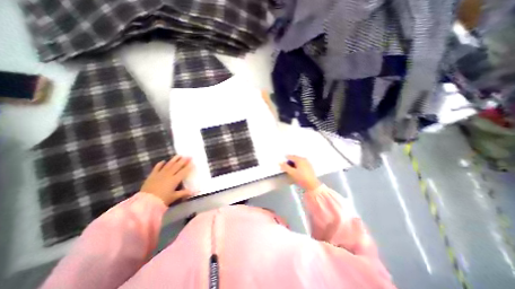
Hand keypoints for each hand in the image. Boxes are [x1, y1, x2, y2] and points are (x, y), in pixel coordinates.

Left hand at [140, 156, 193, 205]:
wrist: (145, 202)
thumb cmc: (162, 200)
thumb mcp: (174, 197)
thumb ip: (183, 193)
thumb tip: (192, 192)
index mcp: (175, 180)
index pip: (184, 171)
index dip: (189, 167)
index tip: (193, 162)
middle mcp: (169, 175)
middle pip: (177, 166)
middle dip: (184, 160)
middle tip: (188, 156)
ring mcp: (160, 174)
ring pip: (169, 164)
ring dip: (174, 159)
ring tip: (179, 155)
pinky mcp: (152, 175)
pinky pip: (157, 167)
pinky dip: (160, 164)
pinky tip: (163, 161)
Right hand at [280, 155, 320, 190]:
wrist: (312, 185)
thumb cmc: (301, 178)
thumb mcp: (292, 173)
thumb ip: (285, 167)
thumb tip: (280, 162)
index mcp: (299, 159)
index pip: (291, 156)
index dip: (286, 158)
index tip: (282, 161)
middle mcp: (304, 159)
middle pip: (295, 158)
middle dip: (289, 161)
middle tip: (285, 166)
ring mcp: (308, 163)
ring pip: (298, 161)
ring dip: (293, 164)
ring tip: (290, 168)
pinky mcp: (310, 167)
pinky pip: (302, 164)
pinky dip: (298, 165)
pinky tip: (296, 170)